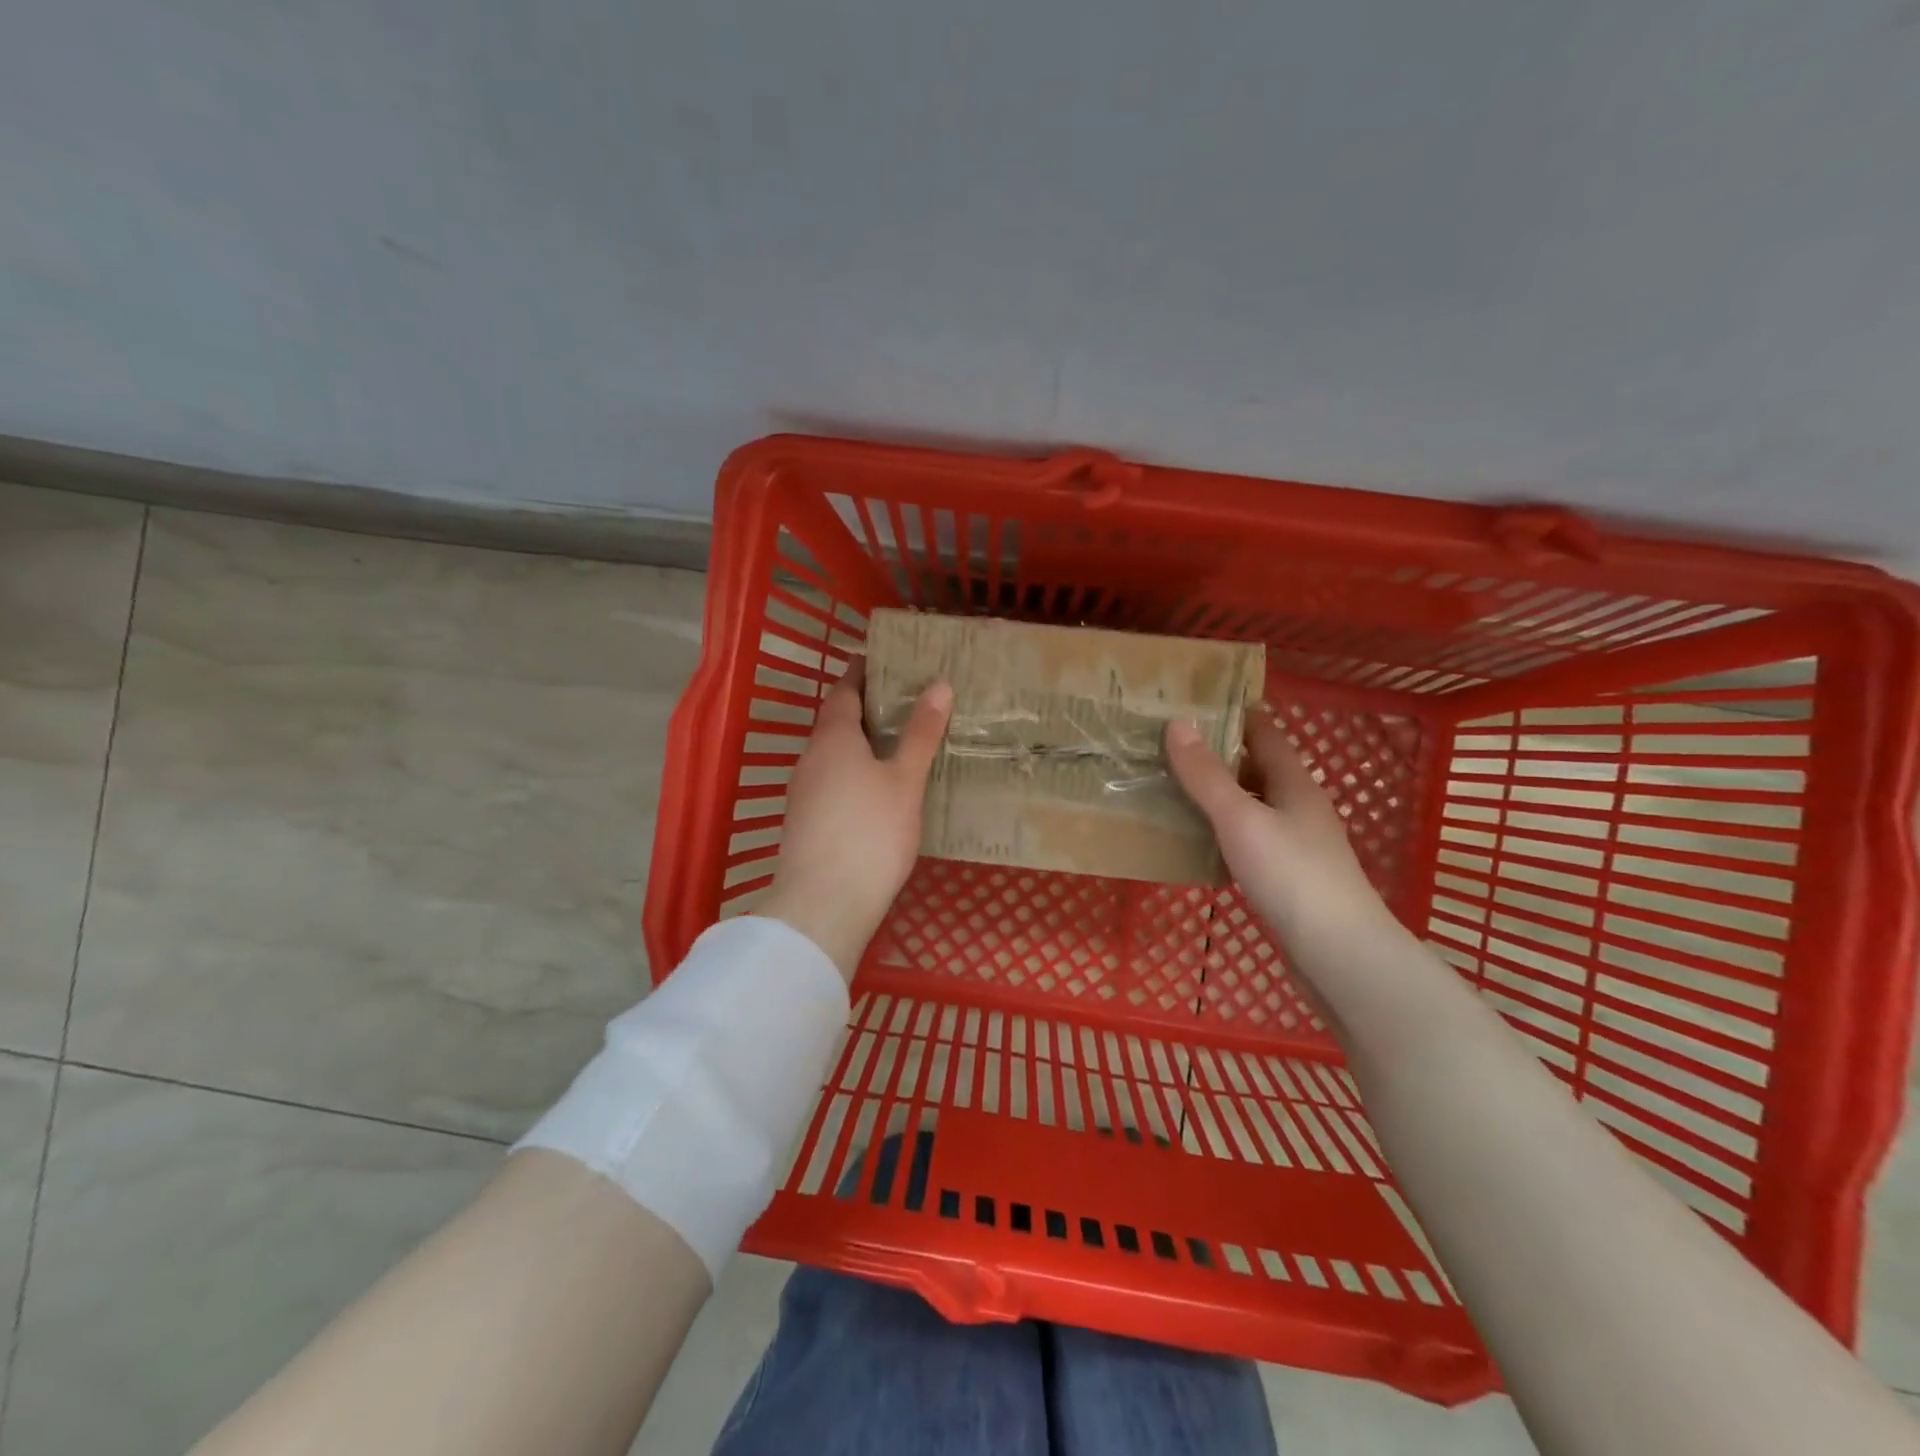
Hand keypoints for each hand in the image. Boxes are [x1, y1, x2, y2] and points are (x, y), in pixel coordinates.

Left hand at [758, 660, 952, 979]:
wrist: (823, 903)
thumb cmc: (870, 833)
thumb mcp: (905, 781)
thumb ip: (920, 734)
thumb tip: (939, 684)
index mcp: (833, 738)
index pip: (844, 690)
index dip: (862, 672)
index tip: (883, 660)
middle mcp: (811, 757)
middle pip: (836, 721)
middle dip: (866, 708)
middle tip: (906, 700)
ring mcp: (804, 791)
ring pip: (833, 753)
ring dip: (860, 742)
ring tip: (898, 742)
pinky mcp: (805, 820)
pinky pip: (831, 780)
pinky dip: (853, 771)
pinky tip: (877, 788)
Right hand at [1165, 709, 1398, 966]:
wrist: (1338, 954)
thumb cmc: (1291, 875)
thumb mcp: (1241, 818)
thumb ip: (1206, 775)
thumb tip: (1178, 722)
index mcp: (1294, 783)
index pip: (1264, 733)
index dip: (1233, 714)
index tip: (1191, 701)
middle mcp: (1298, 807)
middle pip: (1256, 769)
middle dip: (1216, 754)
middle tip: (1166, 744)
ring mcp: (1295, 844)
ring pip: (1250, 806)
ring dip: (1216, 795)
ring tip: (1170, 786)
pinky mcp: (1286, 877)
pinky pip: (1247, 840)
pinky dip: (1221, 831)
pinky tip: (1195, 840)